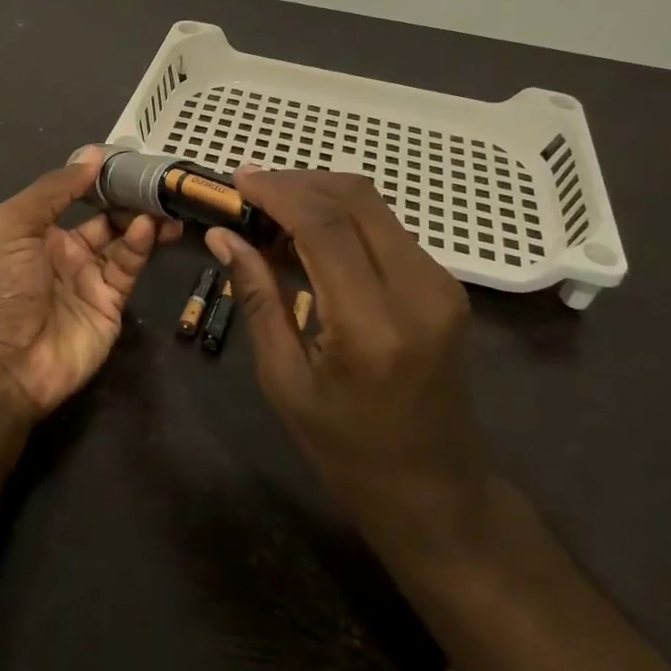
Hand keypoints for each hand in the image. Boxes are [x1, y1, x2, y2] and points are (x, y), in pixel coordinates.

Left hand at [0, 149, 179, 416]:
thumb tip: (93, 154)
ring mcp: (90, 277)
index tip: (126, 157)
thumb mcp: (13, 225)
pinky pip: (129, 266)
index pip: (75, 194)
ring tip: (163, 202)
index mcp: (38, 229)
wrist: (2, 364)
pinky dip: (141, 245)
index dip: (98, 176)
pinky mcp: (112, 302)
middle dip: (129, 197)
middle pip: (106, 216)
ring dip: (142, 218)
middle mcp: (66, 250)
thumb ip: (54, 189)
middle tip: (155, 179)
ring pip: (124, 239)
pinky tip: (148, 228)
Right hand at [205, 171, 490, 564]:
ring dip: (319, 196)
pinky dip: (343, 218)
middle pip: (356, 199)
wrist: (436, 492)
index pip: (325, 226)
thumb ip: (257, 297)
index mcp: (373, 325)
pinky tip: (308, 236)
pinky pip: (387, 228)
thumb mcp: (285, 380)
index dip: (277, 191)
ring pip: (375, 206)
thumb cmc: (348, 451)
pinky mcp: (446, 285)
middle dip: (297, 182)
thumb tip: (224, 236)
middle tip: (250, 191)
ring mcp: (441, 284)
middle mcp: (419, 291)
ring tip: (271, 211)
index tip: (236, 179)